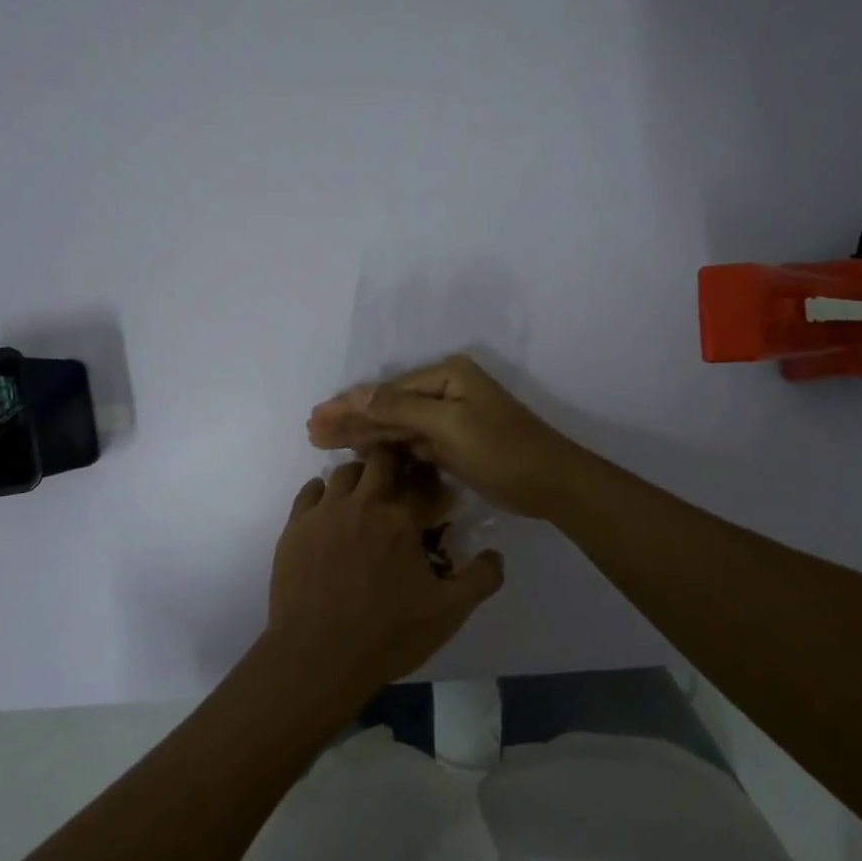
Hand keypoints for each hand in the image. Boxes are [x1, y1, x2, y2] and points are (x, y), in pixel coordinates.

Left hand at [268, 447, 504, 700]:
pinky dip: (323, 492)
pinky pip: (309, 491)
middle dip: (394, 463)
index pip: (422, 481)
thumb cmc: (387, 635)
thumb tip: (495, 554)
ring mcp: (324, 513)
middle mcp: (363, 504)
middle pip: (381, 460)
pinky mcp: (295, 527)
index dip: (431, 479)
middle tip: (399, 481)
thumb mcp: (448, 614)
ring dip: (359, 476)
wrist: (318, 657)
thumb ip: (480, 579)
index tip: (433, 487)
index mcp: (401, 520)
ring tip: (364, 495)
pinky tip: (330, 509)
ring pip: (343, 472)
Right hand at [308, 355, 584, 519]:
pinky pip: (410, 443)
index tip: (315, 417)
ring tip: (323, 442)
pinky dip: (385, 449)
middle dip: (350, 419)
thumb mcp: (449, 426)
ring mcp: (449, 419)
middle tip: (311, 431)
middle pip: (387, 406)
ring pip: (396, 426)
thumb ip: (400, 408)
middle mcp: (445, 391)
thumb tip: (356, 391)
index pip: (386, 390)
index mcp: (446, 376)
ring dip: (362, 434)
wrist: (550, 484)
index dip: (349, 405)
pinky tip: (360, 454)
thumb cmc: (501, 449)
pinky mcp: (452, 444)